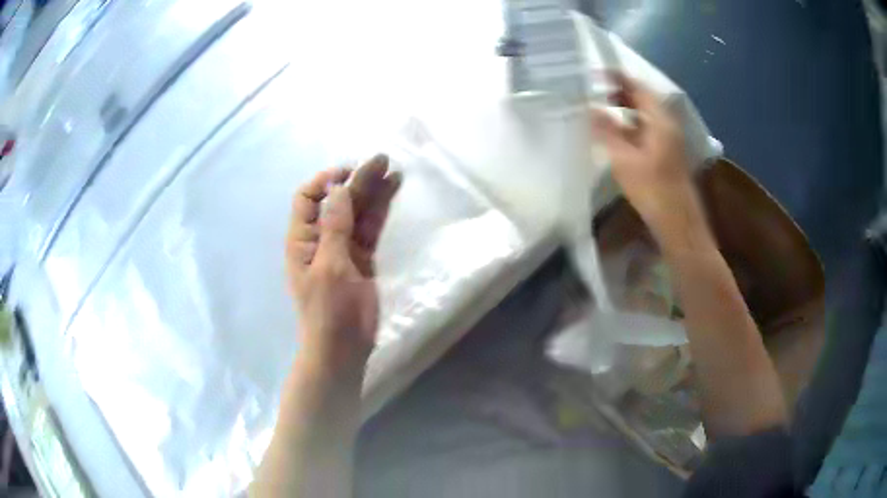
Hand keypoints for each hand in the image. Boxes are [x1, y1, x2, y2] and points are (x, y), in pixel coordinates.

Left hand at [286, 155, 401, 373]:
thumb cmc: (328, 311)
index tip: (348, 172)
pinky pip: (370, 229)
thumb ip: (334, 227)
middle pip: (337, 201)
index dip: (325, 180)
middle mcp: (320, 238)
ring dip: (372, 191)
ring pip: (357, 212)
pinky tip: (392, 193)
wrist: (343, 350)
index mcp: (302, 239)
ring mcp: (343, 248)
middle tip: (382, 160)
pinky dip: (380, 211)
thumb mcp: (328, 267)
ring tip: (392, 170)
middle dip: (356, 180)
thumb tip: (337, 188)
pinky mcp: (362, 259)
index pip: (307, 198)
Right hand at [591, 73, 707, 250]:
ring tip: (600, 110)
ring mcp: (668, 140)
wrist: (679, 223)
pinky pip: (646, 130)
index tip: (593, 75)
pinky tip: (615, 135)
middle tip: (594, 92)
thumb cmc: (653, 190)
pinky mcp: (666, 154)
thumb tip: (590, 108)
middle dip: (619, 92)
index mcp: (660, 120)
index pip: (637, 87)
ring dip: (624, 110)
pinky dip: (630, 126)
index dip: (616, 78)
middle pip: (643, 99)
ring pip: (644, 115)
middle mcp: (667, 125)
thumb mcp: (625, 159)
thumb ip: (607, 131)